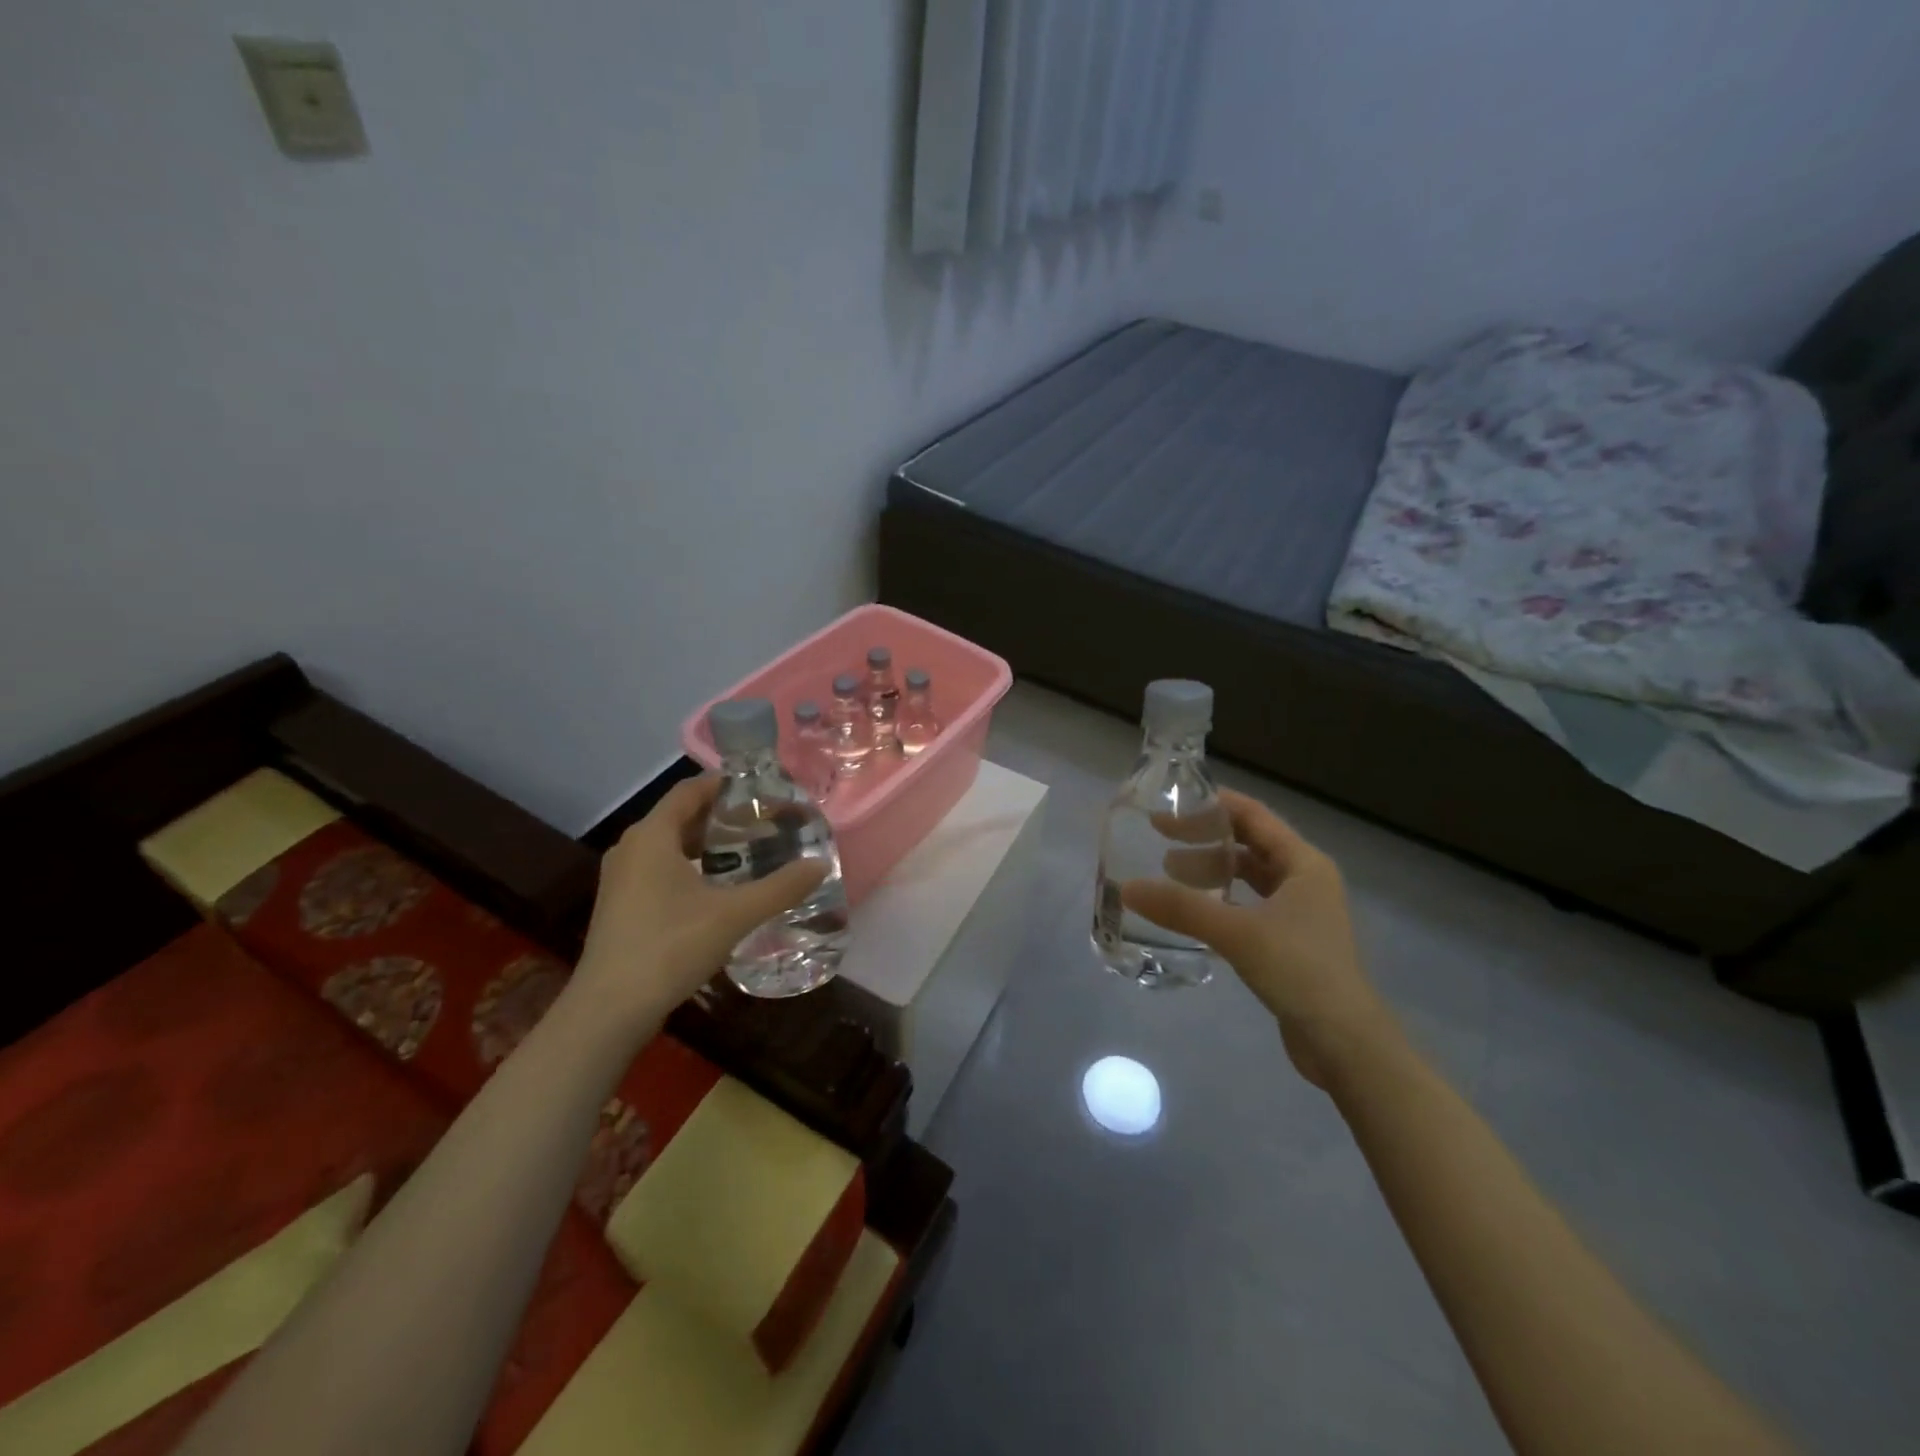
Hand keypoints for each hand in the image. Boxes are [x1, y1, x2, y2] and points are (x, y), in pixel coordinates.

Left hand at [573, 776, 825, 1025]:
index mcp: (652, 836)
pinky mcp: (620, 905)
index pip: (689, 790)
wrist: (609, 1009)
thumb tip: (819, 865)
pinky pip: (659, 868)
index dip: (724, 784)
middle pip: (680, 816)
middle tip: (762, 822)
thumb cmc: (670, 947)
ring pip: (668, 845)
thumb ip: (780, 887)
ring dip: (705, 843)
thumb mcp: (734, 915)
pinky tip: (717, 888)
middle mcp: (631, 848)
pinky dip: (689, 866)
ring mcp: (621, 878)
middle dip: (720, 815)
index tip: (761, 789)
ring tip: (746, 851)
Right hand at [1122, 789, 1388, 1086]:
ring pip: (1249, 877)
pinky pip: (1249, 906)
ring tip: (1169, 873)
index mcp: (1304, 863)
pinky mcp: (1291, 942)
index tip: (1172, 802)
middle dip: (1206, 839)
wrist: (1345, 1043)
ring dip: (1212, 871)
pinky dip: (1221, 901)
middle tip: (1160, 838)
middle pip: (1249, 844)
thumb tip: (1128, 888)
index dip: (1213, 804)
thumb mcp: (1236, 932)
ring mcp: (1300, 913)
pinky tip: (1193, 911)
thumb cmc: (1299, 970)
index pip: (1254, 816)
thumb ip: (1182, 908)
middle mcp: (1305, 880)